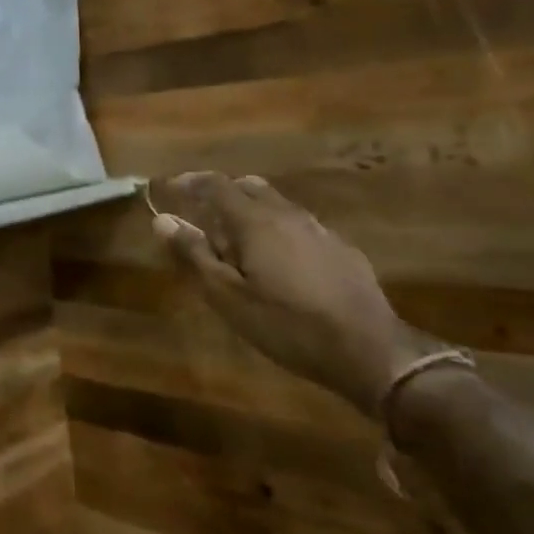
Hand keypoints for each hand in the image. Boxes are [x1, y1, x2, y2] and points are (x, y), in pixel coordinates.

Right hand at [150, 173, 426, 415]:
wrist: (371, 351)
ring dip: (252, 212)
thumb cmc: (287, 324)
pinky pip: (300, 226)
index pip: (216, 184)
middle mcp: (287, 214)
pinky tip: (280, 264)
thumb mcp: (228, 296)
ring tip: (239, 244)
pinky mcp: (342, 250)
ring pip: (277, 205)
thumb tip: (162, 219)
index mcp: (255, 221)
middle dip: (222, 193)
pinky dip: (278, 231)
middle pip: (249, 187)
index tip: (170, 189)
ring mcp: (319, 230)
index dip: (190, 182)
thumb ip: (194, 254)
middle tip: (203, 217)